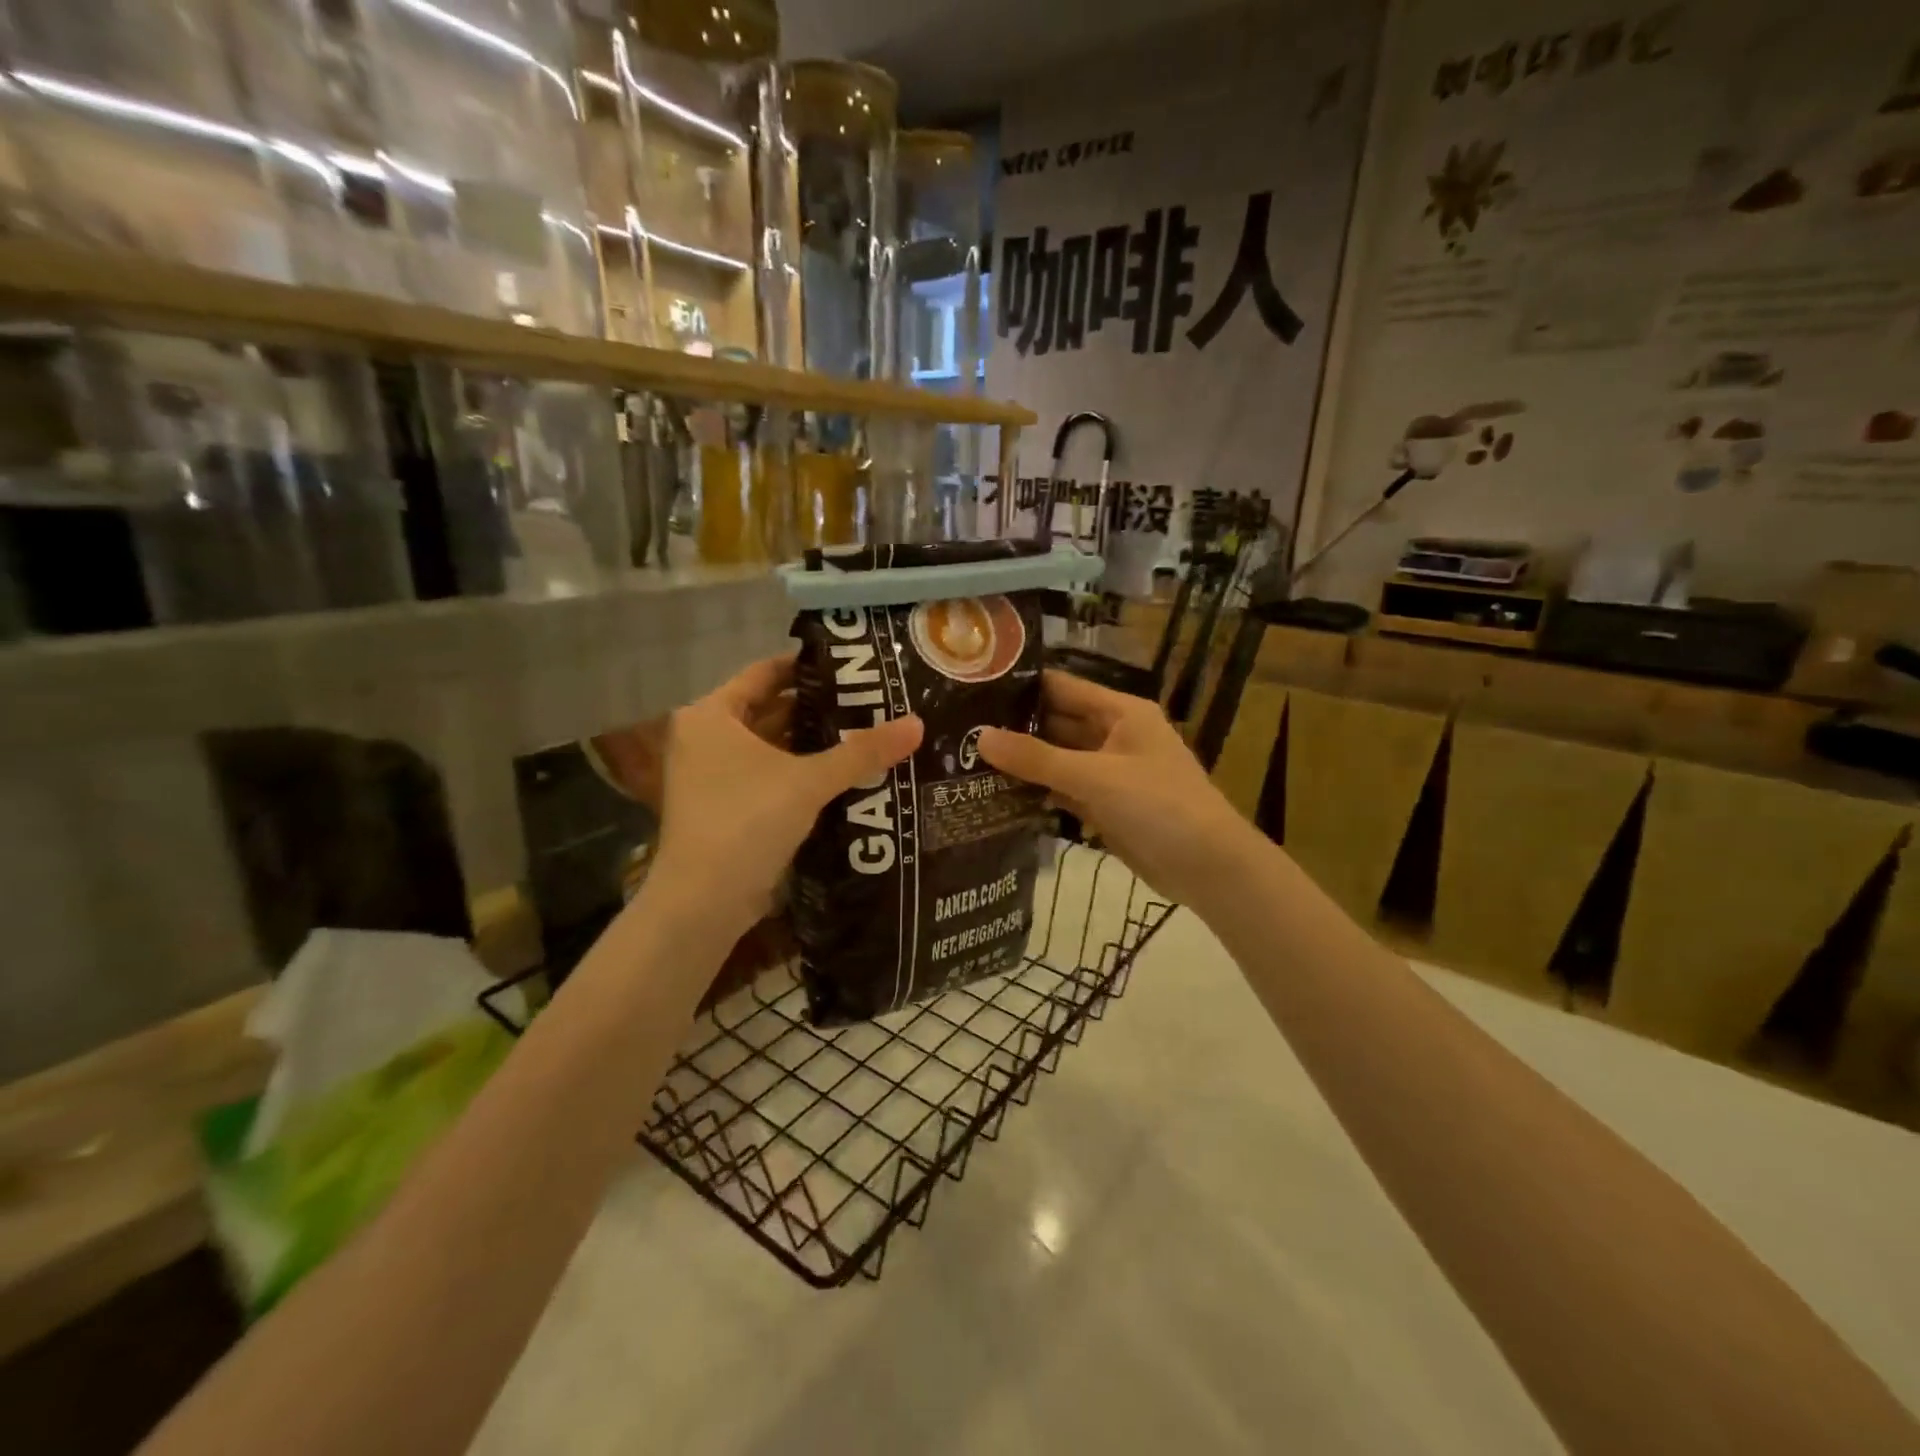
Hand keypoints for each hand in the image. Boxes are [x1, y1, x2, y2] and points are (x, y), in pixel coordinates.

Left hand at [650, 654, 922, 940]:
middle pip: (769, 710)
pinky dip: (800, 772)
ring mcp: (713, 776)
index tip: (851, 665)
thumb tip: (918, 723)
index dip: (806, 667)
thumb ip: (862, 752)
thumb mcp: (808, 781)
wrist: (704, 902)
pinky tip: (844, 774)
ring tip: (866, 732)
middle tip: (869, 701)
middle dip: (818, 708)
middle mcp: (706, 738)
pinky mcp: (726, 808)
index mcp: (711, 715)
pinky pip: (770, 776)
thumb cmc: (746, 821)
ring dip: (812, 743)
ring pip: (771, 747)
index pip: (764, 673)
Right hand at [978, 670, 1260, 907]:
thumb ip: (1037, 758)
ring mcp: (1109, 773)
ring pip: (1058, 760)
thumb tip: (980, 737)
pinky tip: (997, 794)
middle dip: (1014, 728)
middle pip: (1056, 723)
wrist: (1208, 868)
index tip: (973, 689)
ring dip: (1022, 763)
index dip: (1021, 687)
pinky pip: (1064, 790)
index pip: (1062, 688)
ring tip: (966, 760)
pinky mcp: (1105, 805)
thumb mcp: (1095, 776)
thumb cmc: (1158, 806)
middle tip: (959, 730)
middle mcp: (1114, 735)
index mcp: (1120, 712)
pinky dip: (1037, 792)